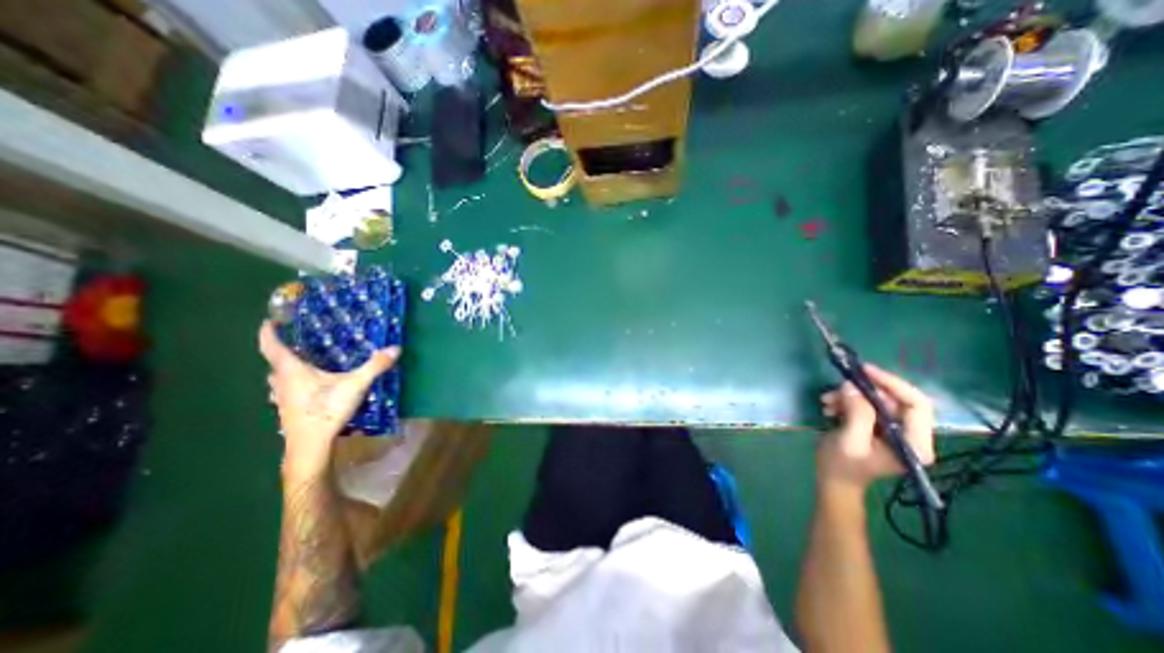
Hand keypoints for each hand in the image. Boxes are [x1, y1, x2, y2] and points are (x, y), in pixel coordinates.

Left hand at [257, 321, 400, 478]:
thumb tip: (396, 348)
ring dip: (285, 371)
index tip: (270, 321)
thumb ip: (375, 366)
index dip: (269, 333)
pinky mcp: (288, 411)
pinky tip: (309, 390)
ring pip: (277, 380)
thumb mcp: (356, 385)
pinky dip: (292, 386)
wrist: (310, 446)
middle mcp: (281, 383)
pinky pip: (285, 392)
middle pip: (275, 363)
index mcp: (292, 371)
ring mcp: (282, 399)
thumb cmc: (326, 411)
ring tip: (304, 365)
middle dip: (282, 352)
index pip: (273, 347)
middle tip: (299, 343)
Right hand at [818, 366, 933, 492]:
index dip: (893, 384)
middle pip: (895, 400)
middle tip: (838, 387)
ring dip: (850, 396)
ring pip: (877, 400)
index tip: (865, 371)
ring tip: (827, 401)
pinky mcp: (878, 426)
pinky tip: (830, 407)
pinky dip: (846, 401)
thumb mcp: (849, 440)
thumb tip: (852, 386)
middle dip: (864, 391)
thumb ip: (857, 414)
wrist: (832, 480)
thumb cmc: (842, 465)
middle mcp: (911, 435)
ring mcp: (894, 431)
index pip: (917, 404)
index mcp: (915, 444)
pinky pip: (865, 405)